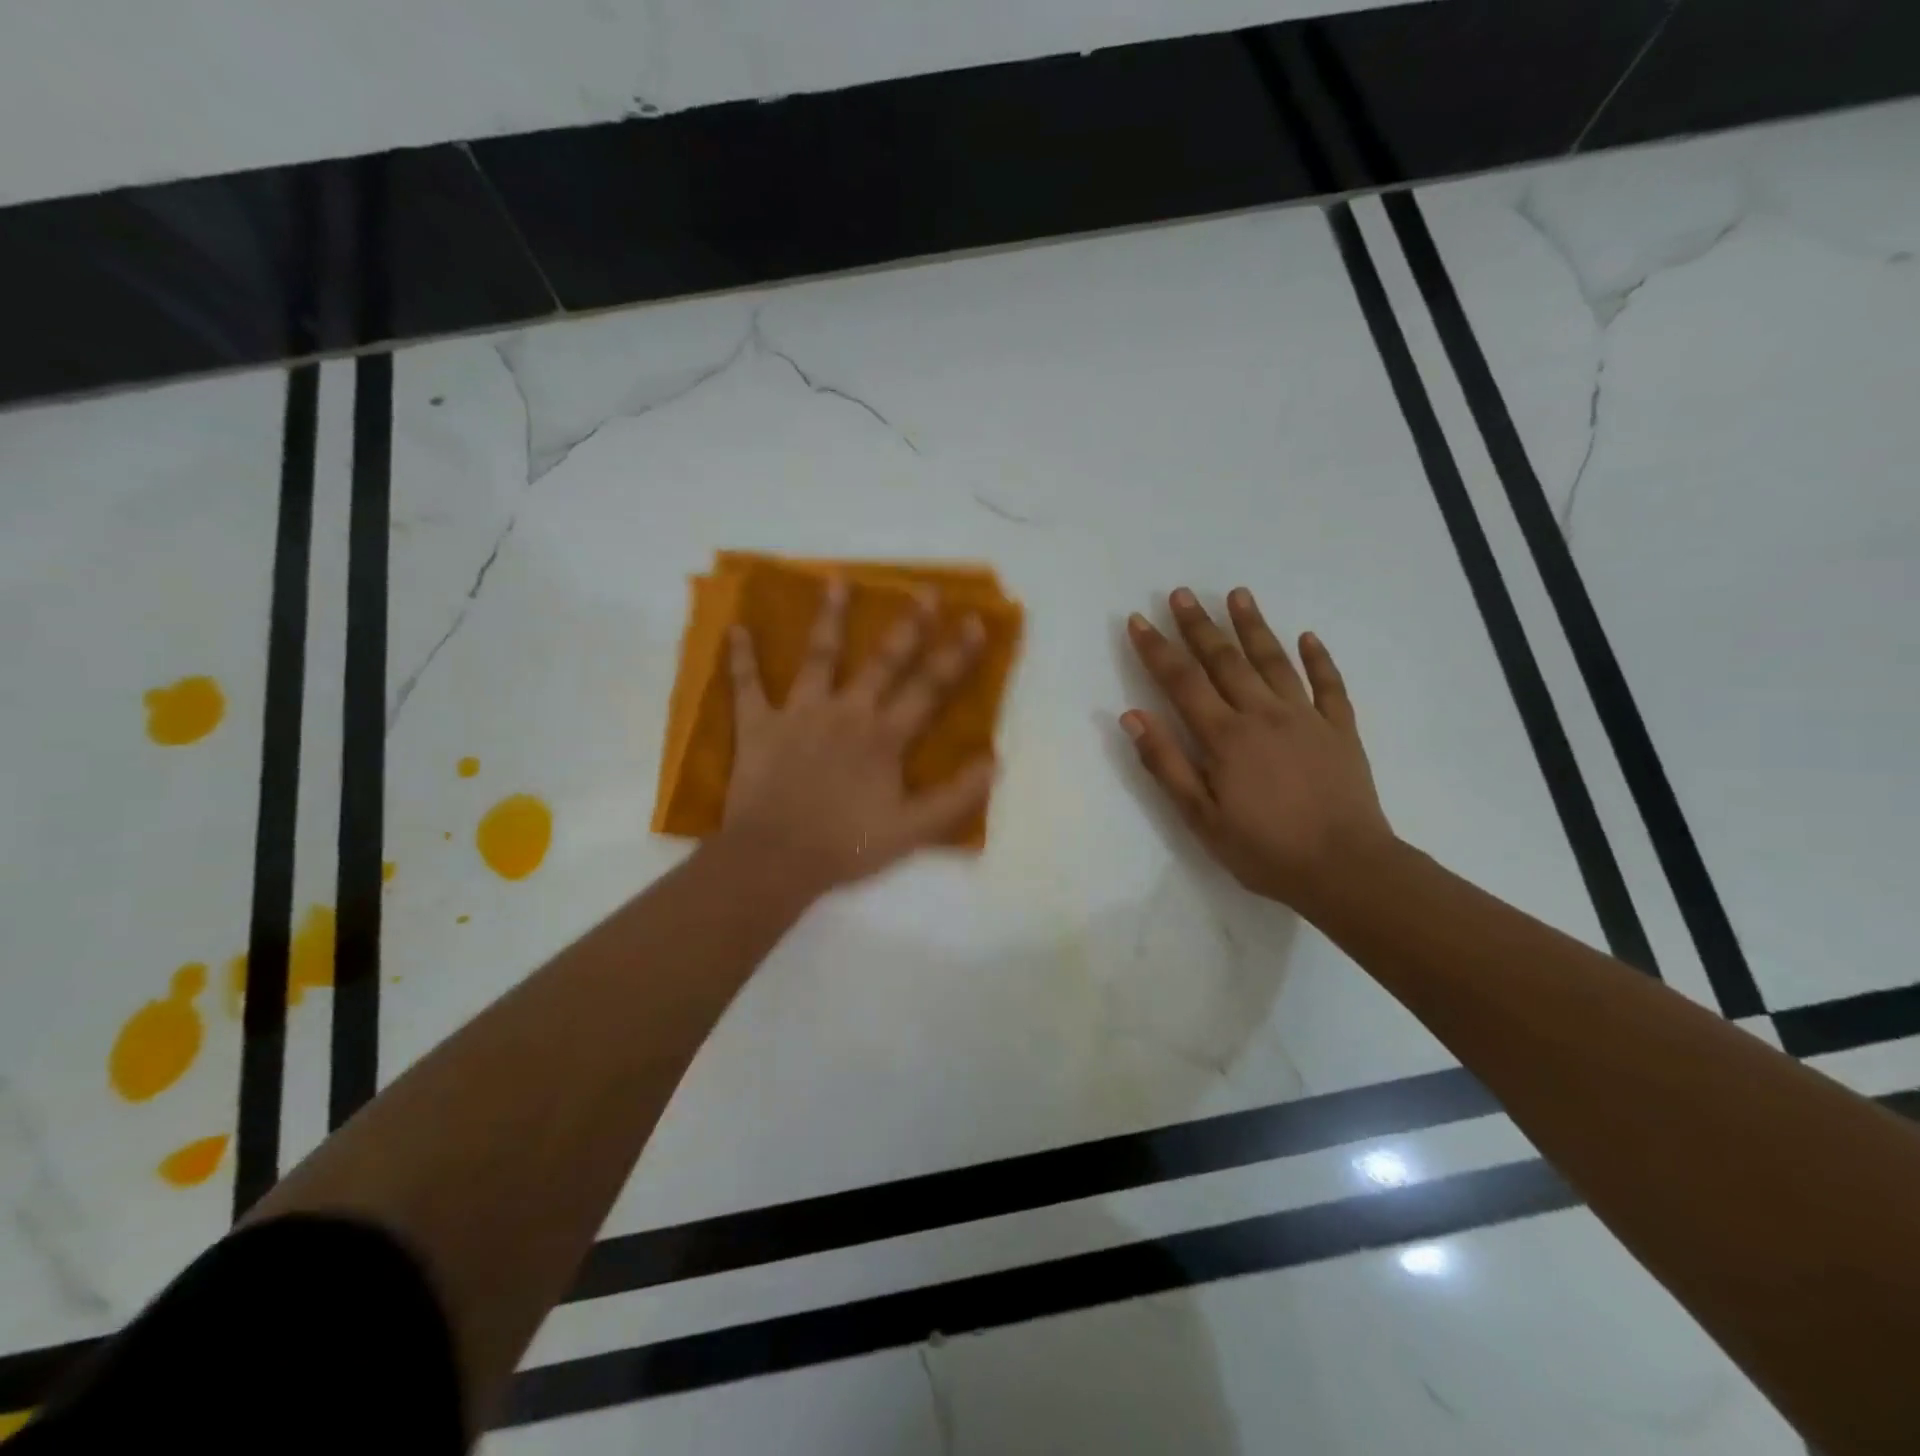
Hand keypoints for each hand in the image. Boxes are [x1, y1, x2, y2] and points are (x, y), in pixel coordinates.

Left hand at [721, 580, 994, 893]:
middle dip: (908, 625)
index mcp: (884, 737)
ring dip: (828, 618)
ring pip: (818, 657)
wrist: (775, 860)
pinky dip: (740, 657)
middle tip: (923, 590)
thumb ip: (956, 797)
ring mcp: (799, 714)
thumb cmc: (845, 845)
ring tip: (835, 580)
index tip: (974, 621)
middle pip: (882, 661)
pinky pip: (746, 686)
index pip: (929, 688)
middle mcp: (846, 713)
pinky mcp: (758, 725)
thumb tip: (994, 761)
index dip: (955, 655)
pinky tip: (736, 628)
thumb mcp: (913, 831)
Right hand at [1122, 587, 1393, 912]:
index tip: (1139, 620)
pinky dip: (1318, 659)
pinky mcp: (1340, 730)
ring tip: (1238, 594)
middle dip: (1199, 625)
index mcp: (1225, 736)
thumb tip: (1132, 716)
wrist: (1346, 869)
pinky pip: (1329, 685)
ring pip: (1275, 661)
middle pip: (1225, 660)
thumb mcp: (1201, 817)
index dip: (1157, 649)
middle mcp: (1263, 714)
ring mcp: (1306, 718)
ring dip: (1253, 626)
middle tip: (1181, 593)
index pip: (1182, 681)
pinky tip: (1308, 637)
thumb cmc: (1264, 849)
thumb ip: (1166, 763)